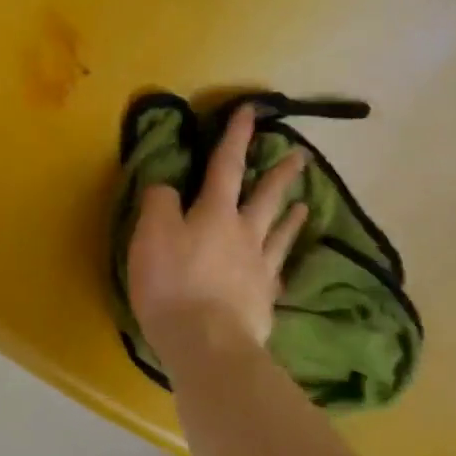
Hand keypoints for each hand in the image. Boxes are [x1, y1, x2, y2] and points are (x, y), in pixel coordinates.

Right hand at [128, 105, 308, 366]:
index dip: (236, 137)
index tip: (250, 112)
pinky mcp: (263, 301)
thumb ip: (159, 203)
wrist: (206, 342)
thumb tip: (167, 185)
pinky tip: (284, 268)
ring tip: (304, 206)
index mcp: (215, 213)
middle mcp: (244, 234)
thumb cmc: (173, 283)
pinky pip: (277, 275)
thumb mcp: (150, 235)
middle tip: (301, 156)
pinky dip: (282, 265)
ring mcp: (259, 269)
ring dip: (290, 217)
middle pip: (265, 198)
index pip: (226, 165)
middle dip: (280, 174)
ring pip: (279, 235)